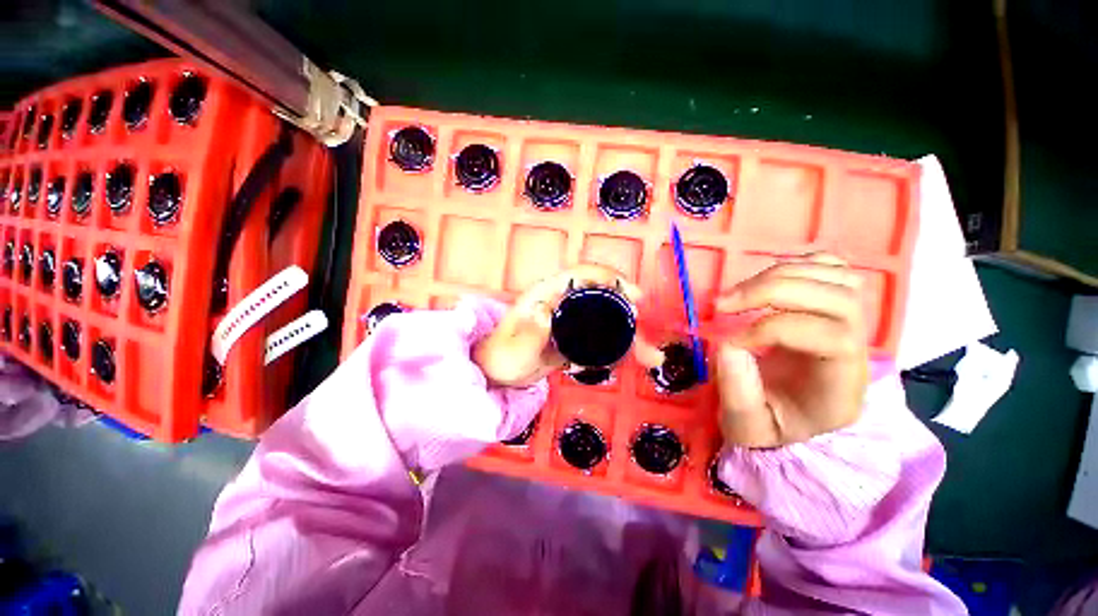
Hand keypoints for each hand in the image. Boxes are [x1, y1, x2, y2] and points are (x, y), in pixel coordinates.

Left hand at [473, 264, 641, 387]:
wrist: (497, 374)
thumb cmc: (501, 356)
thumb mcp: (514, 347)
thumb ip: (530, 332)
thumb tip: (548, 312)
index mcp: (547, 294)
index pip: (582, 275)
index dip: (610, 277)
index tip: (634, 295)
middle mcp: (562, 302)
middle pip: (601, 297)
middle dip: (627, 312)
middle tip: (643, 333)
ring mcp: (569, 321)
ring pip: (605, 320)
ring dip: (628, 335)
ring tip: (649, 356)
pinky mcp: (574, 338)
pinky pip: (600, 338)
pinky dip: (618, 348)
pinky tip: (630, 361)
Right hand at [715, 254, 868, 447]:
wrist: (789, 417)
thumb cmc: (771, 426)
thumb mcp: (748, 426)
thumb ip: (738, 392)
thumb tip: (727, 344)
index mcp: (842, 384)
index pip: (832, 337)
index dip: (775, 329)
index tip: (730, 341)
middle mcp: (858, 348)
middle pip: (837, 298)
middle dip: (772, 292)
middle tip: (722, 303)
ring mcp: (849, 321)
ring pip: (836, 277)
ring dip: (777, 275)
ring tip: (736, 293)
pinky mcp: (832, 305)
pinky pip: (830, 268)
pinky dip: (797, 264)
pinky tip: (765, 279)